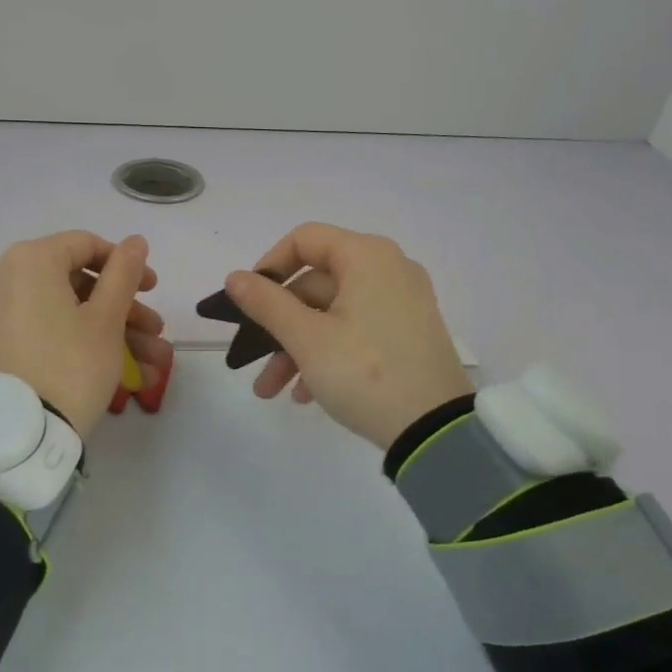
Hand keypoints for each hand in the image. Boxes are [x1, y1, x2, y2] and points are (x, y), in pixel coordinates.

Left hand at [0, 231, 171, 440]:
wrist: (16, 436)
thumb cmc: (69, 365)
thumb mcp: (106, 319)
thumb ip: (124, 273)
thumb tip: (136, 240)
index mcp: (30, 260)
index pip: (85, 245)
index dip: (126, 264)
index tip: (153, 289)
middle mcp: (5, 277)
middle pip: (78, 283)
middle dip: (125, 311)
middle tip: (157, 333)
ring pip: (67, 312)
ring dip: (113, 334)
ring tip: (154, 367)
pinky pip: (46, 331)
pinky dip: (81, 344)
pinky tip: (125, 377)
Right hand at [225, 223, 472, 450]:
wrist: (436, 432)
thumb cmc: (365, 373)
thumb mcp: (306, 339)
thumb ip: (266, 303)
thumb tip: (234, 277)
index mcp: (368, 257)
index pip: (304, 239)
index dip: (269, 266)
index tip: (248, 301)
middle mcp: (389, 269)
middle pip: (316, 283)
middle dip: (278, 324)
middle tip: (253, 359)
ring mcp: (402, 303)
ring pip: (332, 312)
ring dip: (296, 347)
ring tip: (272, 390)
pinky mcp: (409, 334)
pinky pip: (356, 329)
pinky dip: (327, 353)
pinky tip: (306, 394)